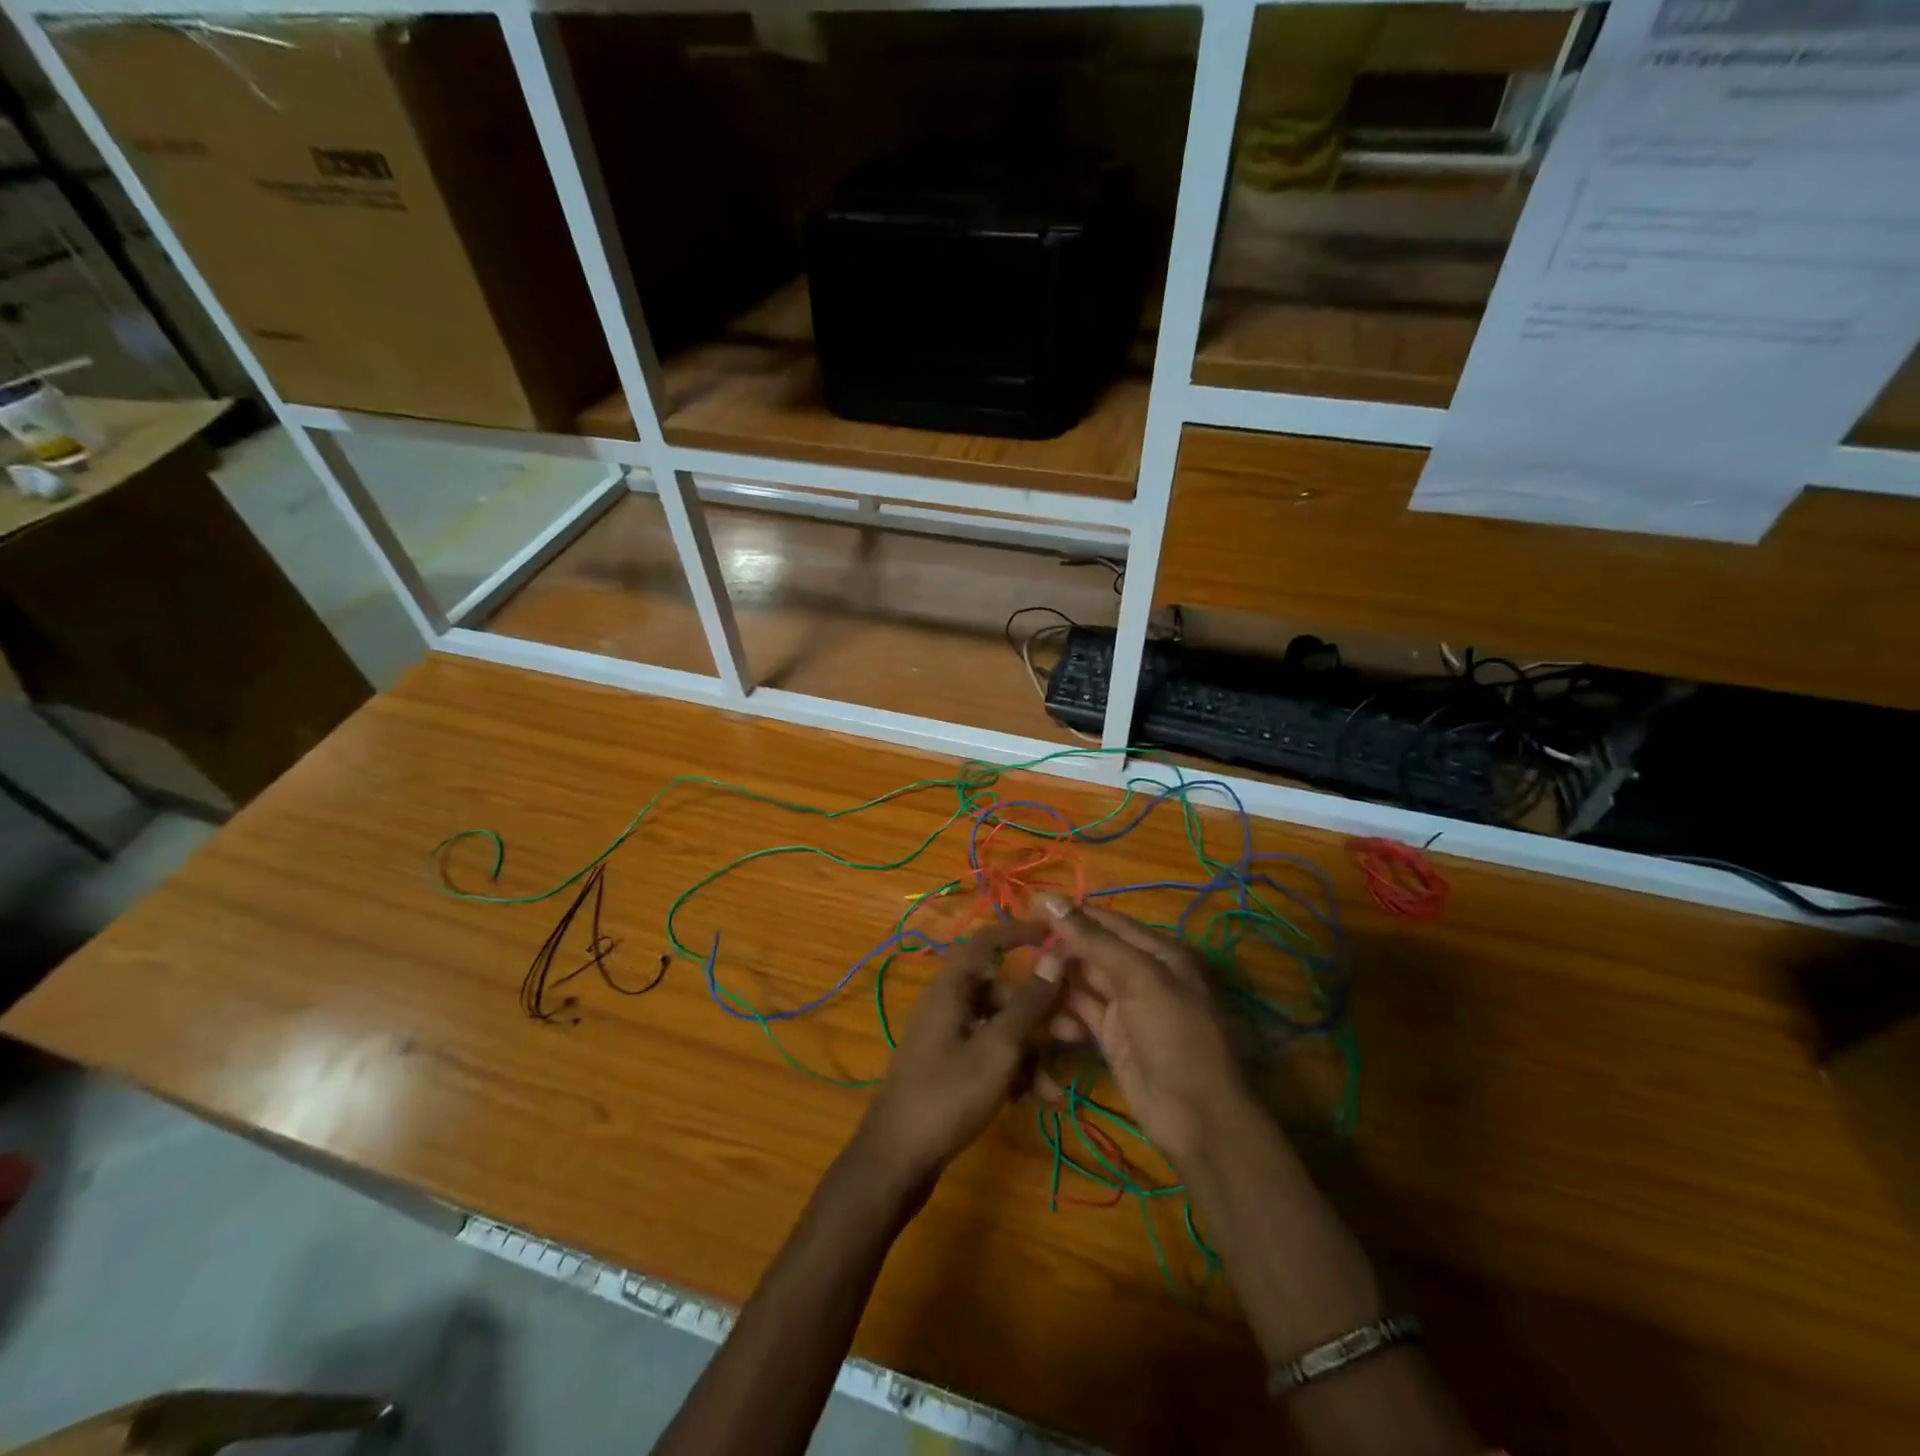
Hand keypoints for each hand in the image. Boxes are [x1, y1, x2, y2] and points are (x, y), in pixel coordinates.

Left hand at [851, 921, 1063, 1197]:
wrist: (896, 1160)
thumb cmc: (947, 1095)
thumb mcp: (998, 1049)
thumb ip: (1029, 1003)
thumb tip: (1055, 955)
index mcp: (952, 987)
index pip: (987, 941)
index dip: (1020, 933)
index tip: (1056, 937)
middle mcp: (949, 1004)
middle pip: (1002, 990)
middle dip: (1041, 1011)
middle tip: (1077, 1032)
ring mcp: (949, 1037)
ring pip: (1001, 1027)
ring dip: (1032, 1050)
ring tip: (1057, 1086)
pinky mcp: (951, 1067)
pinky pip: (990, 1053)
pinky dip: (1014, 1070)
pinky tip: (1038, 1100)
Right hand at [1040, 897, 1246, 1164]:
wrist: (1197, 1118)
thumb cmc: (1175, 1035)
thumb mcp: (1139, 979)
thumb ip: (1094, 940)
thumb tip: (1051, 899)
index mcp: (1157, 952)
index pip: (1106, 921)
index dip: (1070, 914)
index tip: (1028, 907)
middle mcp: (1141, 974)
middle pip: (1091, 951)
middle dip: (1059, 951)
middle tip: (1020, 953)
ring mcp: (1125, 1007)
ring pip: (1082, 983)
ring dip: (1056, 983)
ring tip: (1027, 987)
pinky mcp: (1111, 1037)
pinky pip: (1080, 1014)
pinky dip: (1062, 1016)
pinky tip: (1044, 1022)